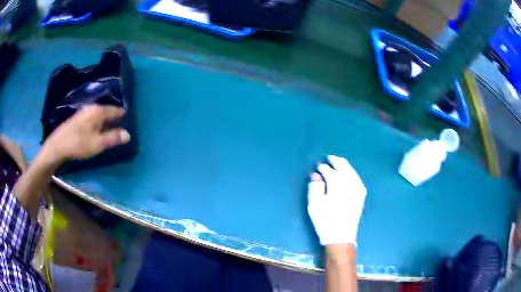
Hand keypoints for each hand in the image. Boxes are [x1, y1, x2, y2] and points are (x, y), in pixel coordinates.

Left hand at [40, 105, 129, 165]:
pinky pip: (91, 117)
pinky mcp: (77, 118)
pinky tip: (95, 128)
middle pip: (106, 111)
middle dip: (113, 116)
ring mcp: (83, 112)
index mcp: (98, 111)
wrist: (58, 146)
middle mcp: (91, 108)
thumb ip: (113, 138)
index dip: (122, 114)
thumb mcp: (98, 144)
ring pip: (98, 114)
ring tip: (109, 126)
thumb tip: (128, 134)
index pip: (114, 110)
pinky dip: (97, 122)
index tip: (128, 117)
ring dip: (104, 119)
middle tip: (120, 122)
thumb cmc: (79, 144)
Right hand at [308, 155, 366, 245]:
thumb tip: (316, 175)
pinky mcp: (361, 195)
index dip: (322, 168)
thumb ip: (314, 187)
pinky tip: (349, 173)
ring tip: (339, 161)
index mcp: (337, 185)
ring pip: (351, 171)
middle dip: (336, 161)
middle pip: (343, 167)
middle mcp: (349, 183)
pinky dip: (352, 172)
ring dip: (345, 165)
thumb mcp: (314, 205)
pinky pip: (357, 178)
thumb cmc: (325, 221)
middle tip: (330, 158)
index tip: (318, 167)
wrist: (341, 236)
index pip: (329, 171)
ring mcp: (357, 189)